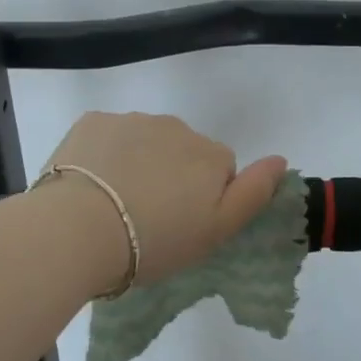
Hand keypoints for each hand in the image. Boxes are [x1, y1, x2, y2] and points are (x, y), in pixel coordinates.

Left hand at [42, 113, 286, 287]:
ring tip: (113, 205)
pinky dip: (103, 154)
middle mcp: (176, 127)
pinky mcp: (93, 121)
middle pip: (182, 151)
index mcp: (209, 154)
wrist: (79, 229)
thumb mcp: (216, 231)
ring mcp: (132, 120)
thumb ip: (253, 193)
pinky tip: (89, 185)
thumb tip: (281, 159)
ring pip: (144, 141)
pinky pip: (107, 136)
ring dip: (137, 163)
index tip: (181, 226)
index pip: (220, 170)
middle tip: (147, 219)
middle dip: (171, 176)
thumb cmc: (155, 240)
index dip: (204, 199)